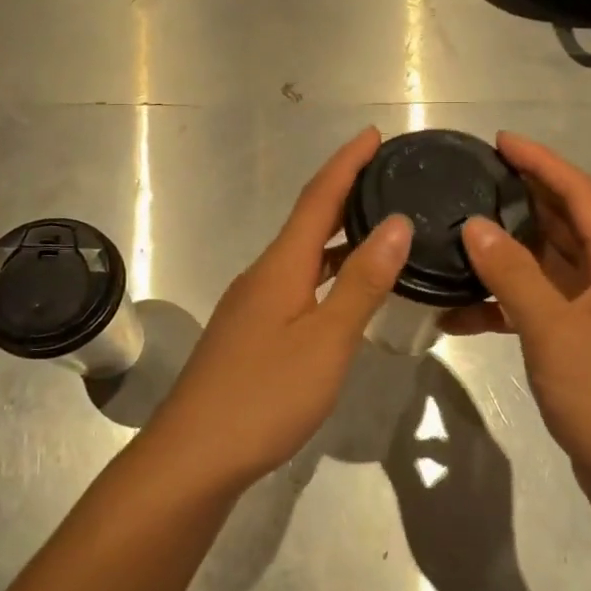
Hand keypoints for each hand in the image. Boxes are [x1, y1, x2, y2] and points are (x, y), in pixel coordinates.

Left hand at [153, 128, 410, 489]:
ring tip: (378, 226)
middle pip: (307, 221)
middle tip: (385, 176)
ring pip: (302, 256)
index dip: (346, 163)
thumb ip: (362, 283)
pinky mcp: (251, 333)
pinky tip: (345, 291)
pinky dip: (326, 272)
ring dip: (337, 235)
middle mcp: (263, 275)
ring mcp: (252, 305)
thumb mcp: (326, 340)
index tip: (373, 134)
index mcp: (281, 266)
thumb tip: (396, 224)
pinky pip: (297, 284)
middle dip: (345, 193)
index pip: (318, 198)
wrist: (194, 456)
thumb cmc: (265, 396)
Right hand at [444, 133, 590, 494]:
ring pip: (550, 262)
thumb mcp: (553, 331)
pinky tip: (461, 309)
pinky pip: (541, 302)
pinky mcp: (583, 337)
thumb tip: (473, 225)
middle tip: (476, 176)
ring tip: (462, 230)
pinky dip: (505, 301)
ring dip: (508, 250)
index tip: (501, 140)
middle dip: (523, 197)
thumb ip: (512, 274)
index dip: (542, 162)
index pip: (580, 194)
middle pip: (566, 222)